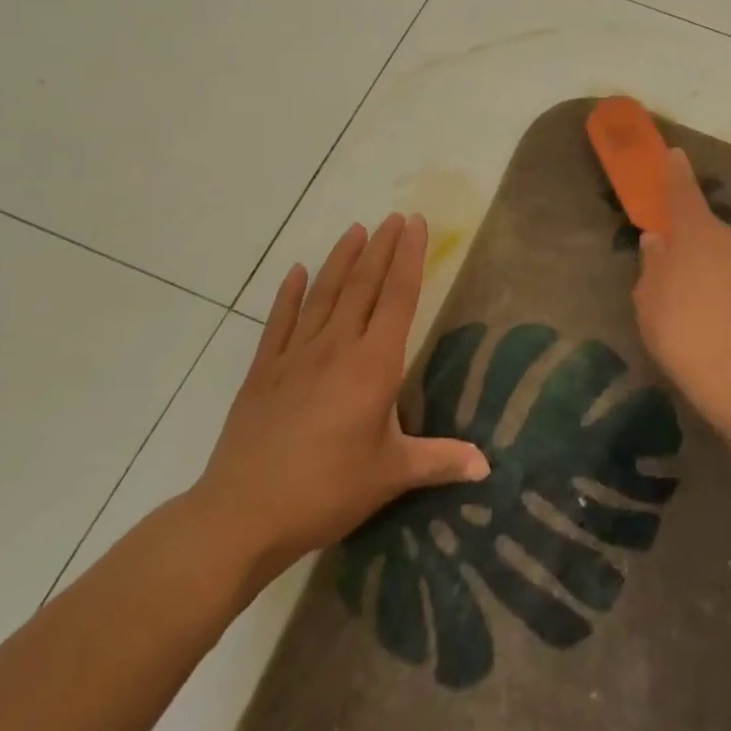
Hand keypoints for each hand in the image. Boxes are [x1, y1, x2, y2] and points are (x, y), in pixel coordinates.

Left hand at [188, 213, 488, 603]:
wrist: (243, 513)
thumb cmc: (327, 490)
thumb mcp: (391, 475)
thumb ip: (440, 461)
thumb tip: (487, 466)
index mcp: (373, 364)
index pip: (398, 297)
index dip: (409, 257)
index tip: (415, 223)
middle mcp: (336, 347)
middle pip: (362, 285)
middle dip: (381, 247)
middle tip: (393, 217)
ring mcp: (295, 355)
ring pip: (323, 294)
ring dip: (341, 259)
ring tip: (355, 230)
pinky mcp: (263, 371)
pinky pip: (279, 322)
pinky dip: (288, 294)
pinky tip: (294, 271)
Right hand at [633, 149, 730, 434]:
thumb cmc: (687, 338)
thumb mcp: (649, 305)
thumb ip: (653, 266)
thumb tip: (658, 240)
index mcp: (697, 235)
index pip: (683, 193)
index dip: (675, 173)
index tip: (675, 153)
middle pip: (711, 234)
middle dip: (699, 248)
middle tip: (685, 284)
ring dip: (724, 275)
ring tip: (714, 317)